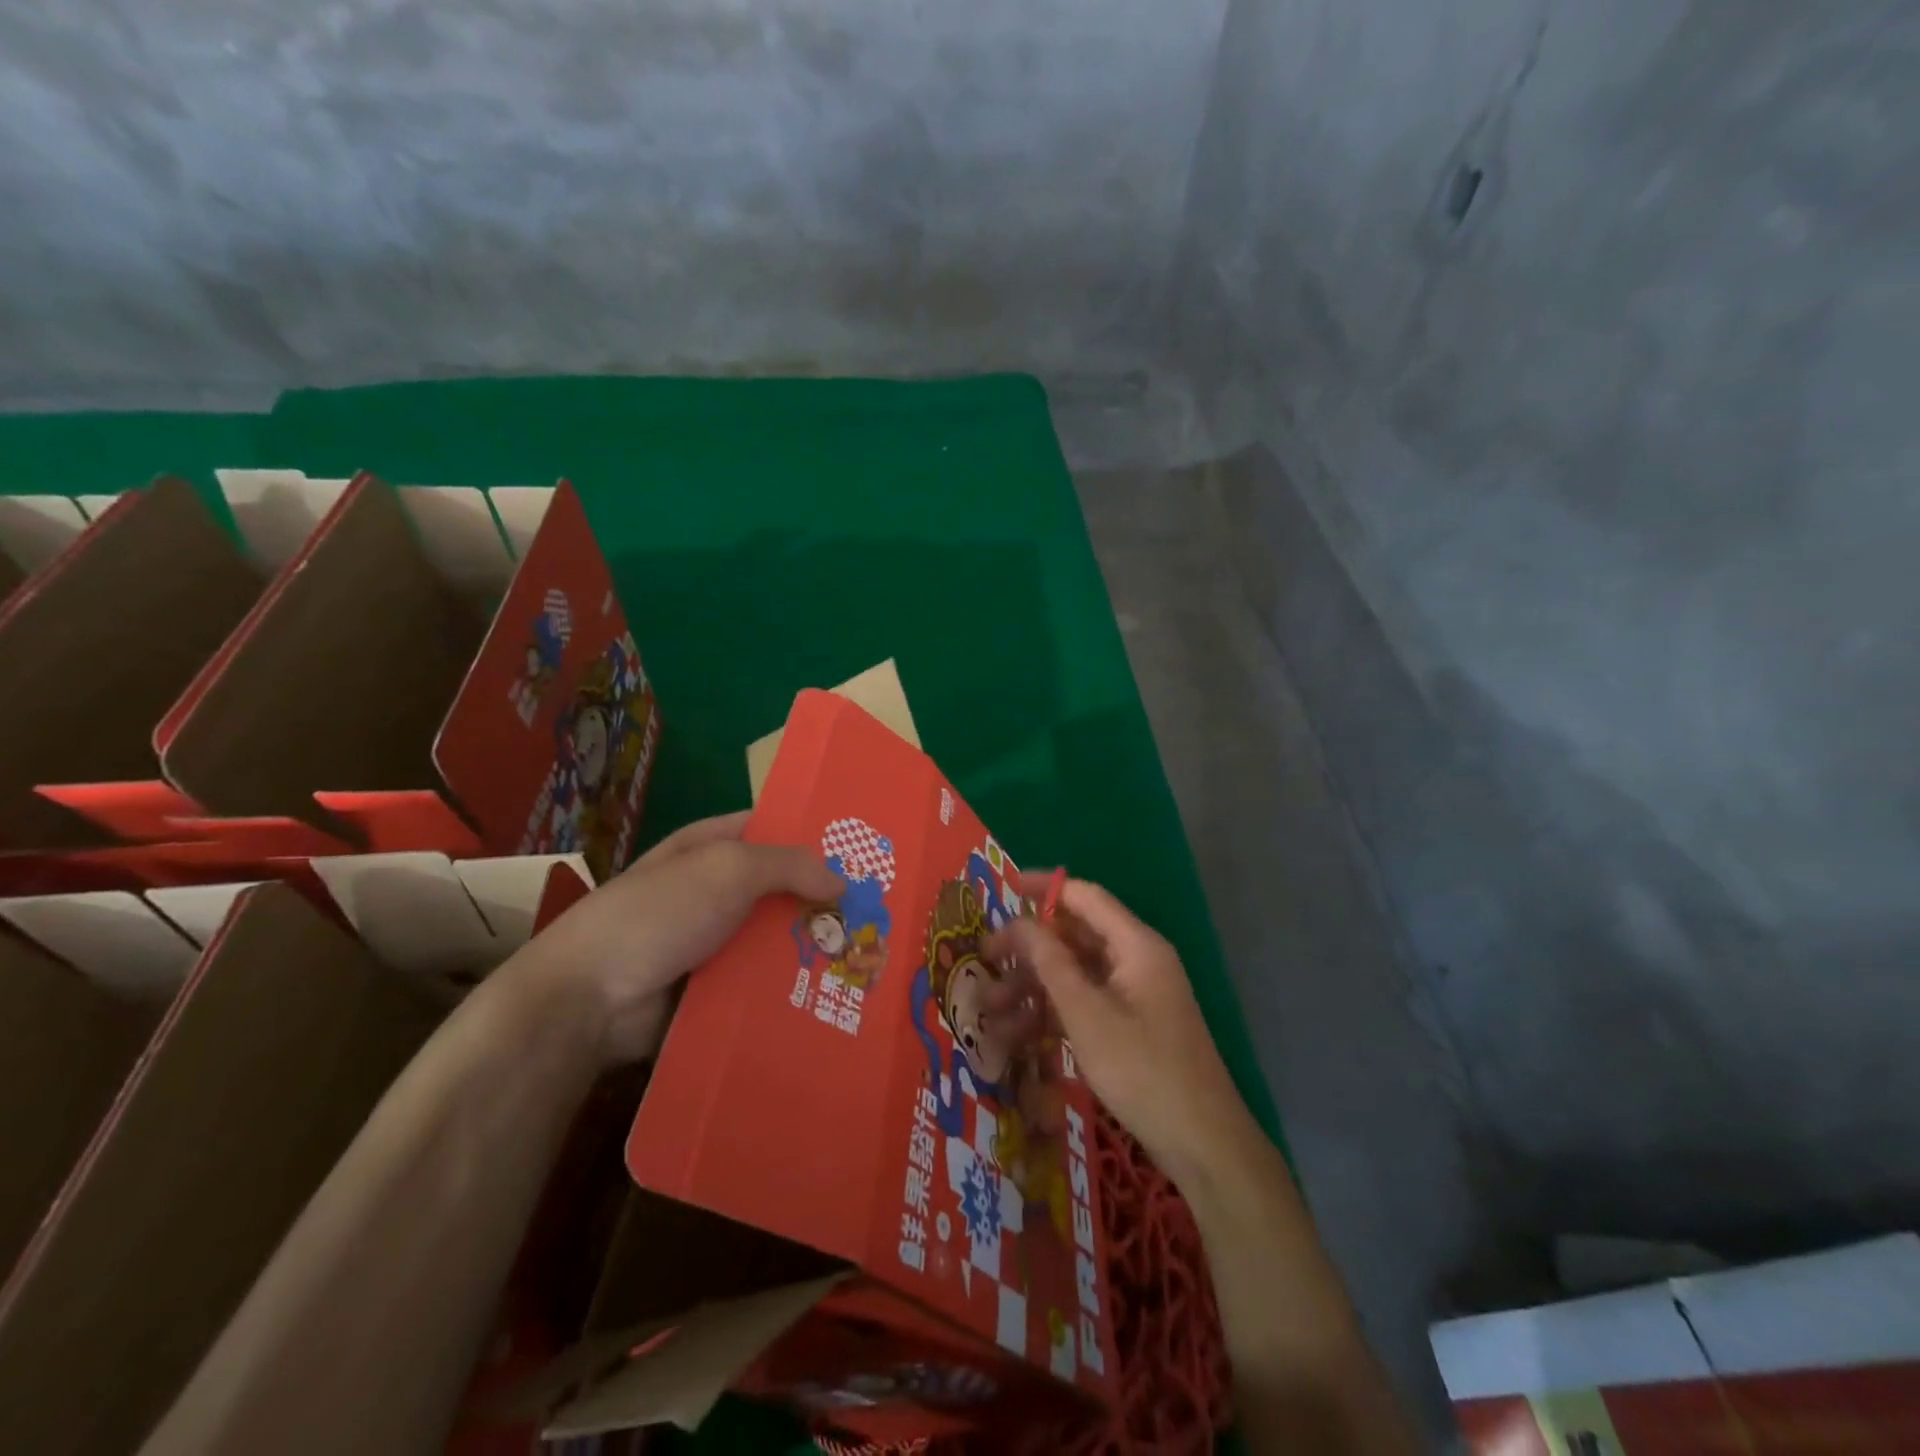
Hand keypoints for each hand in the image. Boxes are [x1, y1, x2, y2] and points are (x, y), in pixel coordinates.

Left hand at [528, 811, 842, 1064]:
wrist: (589, 999)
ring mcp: (711, 942)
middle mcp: (712, 891)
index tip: (862, 849)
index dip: (812, 834)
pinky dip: (789, 987)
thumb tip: (840, 879)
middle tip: (877, 912)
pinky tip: (833, 995)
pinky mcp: (712, 990)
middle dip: (822, 899)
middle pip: (778, 888)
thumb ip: (788, 865)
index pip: (769, 829)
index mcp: (709, 848)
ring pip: (774, 939)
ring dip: (811, 948)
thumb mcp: (727, 869)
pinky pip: (760, 983)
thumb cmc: (659, 914)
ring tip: (867, 959)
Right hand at [984, 878, 1255, 1189]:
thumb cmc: (1142, 1070)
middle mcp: (1137, 961)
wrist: (1204, 1145)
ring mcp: (1135, 995)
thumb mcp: (1086, 1014)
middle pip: (1075, 937)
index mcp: (1136, 945)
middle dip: (1028, 949)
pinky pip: (1086, 1004)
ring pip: (1075, 974)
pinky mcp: (1132, 1026)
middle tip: (985, 960)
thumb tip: (1018, 921)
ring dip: (1034, 987)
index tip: (1002, 888)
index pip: (1084, 897)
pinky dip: (1054, 1012)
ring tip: (991, 1011)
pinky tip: (1018, 1037)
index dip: (1043, 888)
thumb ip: (1050, 963)